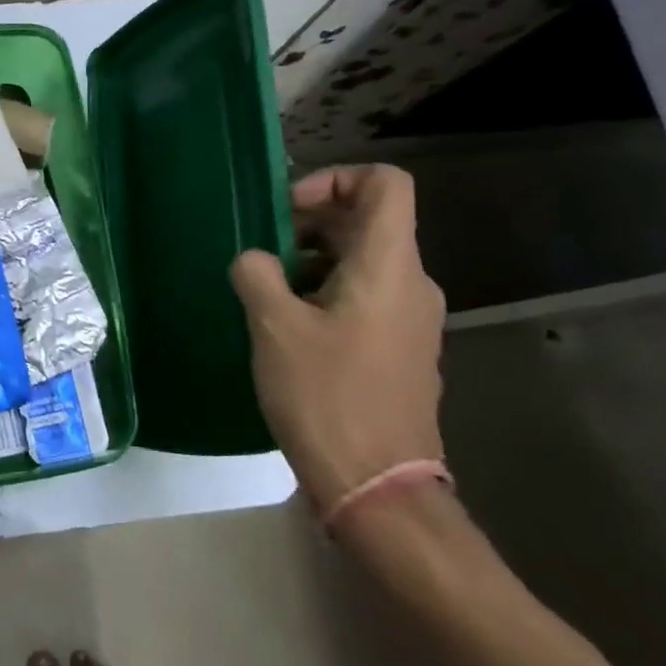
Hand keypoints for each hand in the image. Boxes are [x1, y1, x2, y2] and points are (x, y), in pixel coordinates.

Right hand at [230, 165, 445, 508]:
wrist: (378, 487)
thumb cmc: (326, 396)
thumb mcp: (274, 326)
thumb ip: (256, 273)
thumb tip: (254, 260)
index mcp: (389, 266)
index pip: (385, 184)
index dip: (335, 179)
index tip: (289, 211)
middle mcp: (412, 284)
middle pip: (367, 222)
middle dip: (309, 225)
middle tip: (262, 254)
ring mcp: (410, 320)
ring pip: (362, 263)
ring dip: (311, 263)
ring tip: (266, 294)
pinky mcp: (400, 350)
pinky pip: (365, 298)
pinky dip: (326, 294)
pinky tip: (288, 329)